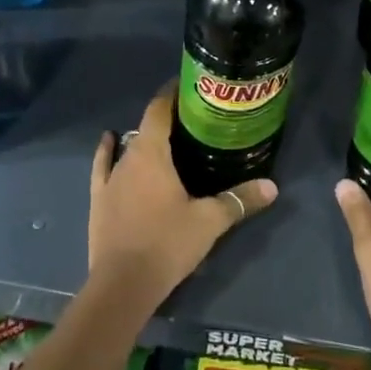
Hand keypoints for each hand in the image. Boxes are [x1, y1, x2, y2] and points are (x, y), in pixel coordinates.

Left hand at [89, 81, 278, 309]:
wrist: (122, 285)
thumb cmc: (167, 243)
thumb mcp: (209, 221)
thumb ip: (239, 200)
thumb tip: (272, 186)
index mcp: (152, 153)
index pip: (159, 108)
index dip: (173, 93)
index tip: (189, 85)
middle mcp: (128, 157)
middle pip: (147, 126)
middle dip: (167, 119)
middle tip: (192, 120)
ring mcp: (109, 178)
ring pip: (128, 146)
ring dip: (144, 138)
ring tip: (166, 138)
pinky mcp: (98, 199)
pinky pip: (103, 166)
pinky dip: (108, 151)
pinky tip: (110, 140)